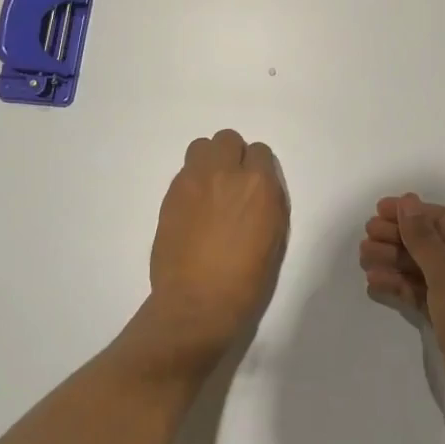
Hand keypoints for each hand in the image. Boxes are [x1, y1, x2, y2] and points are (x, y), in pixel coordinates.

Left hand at [146, 131, 287, 365]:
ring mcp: (192, 182)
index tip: (254, 187)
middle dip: (232, 155)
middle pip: (227, 139)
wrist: (196, 304)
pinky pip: (183, 173)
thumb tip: (257, 188)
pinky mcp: (170, 196)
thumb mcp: (274, 236)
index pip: (259, 151)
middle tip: (232, 183)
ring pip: (200, 147)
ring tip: (210, 189)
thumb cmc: (246, 280)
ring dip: (209, 161)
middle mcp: (224, 173)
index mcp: (257, 184)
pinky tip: (194, 209)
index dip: (258, 168)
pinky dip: (191, 182)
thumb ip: (267, 201)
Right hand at [360, 194, 444, 440]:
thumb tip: (408, 201)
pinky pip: (420, 293)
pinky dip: (399, 286)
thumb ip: (423, 237)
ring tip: (364, 258)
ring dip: (393, 261)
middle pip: (428, 242)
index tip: (377, 211)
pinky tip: (375, 282)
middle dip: (397, 237)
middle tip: (366, 236)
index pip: (440, 219)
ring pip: (421, 268)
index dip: (409, 212)